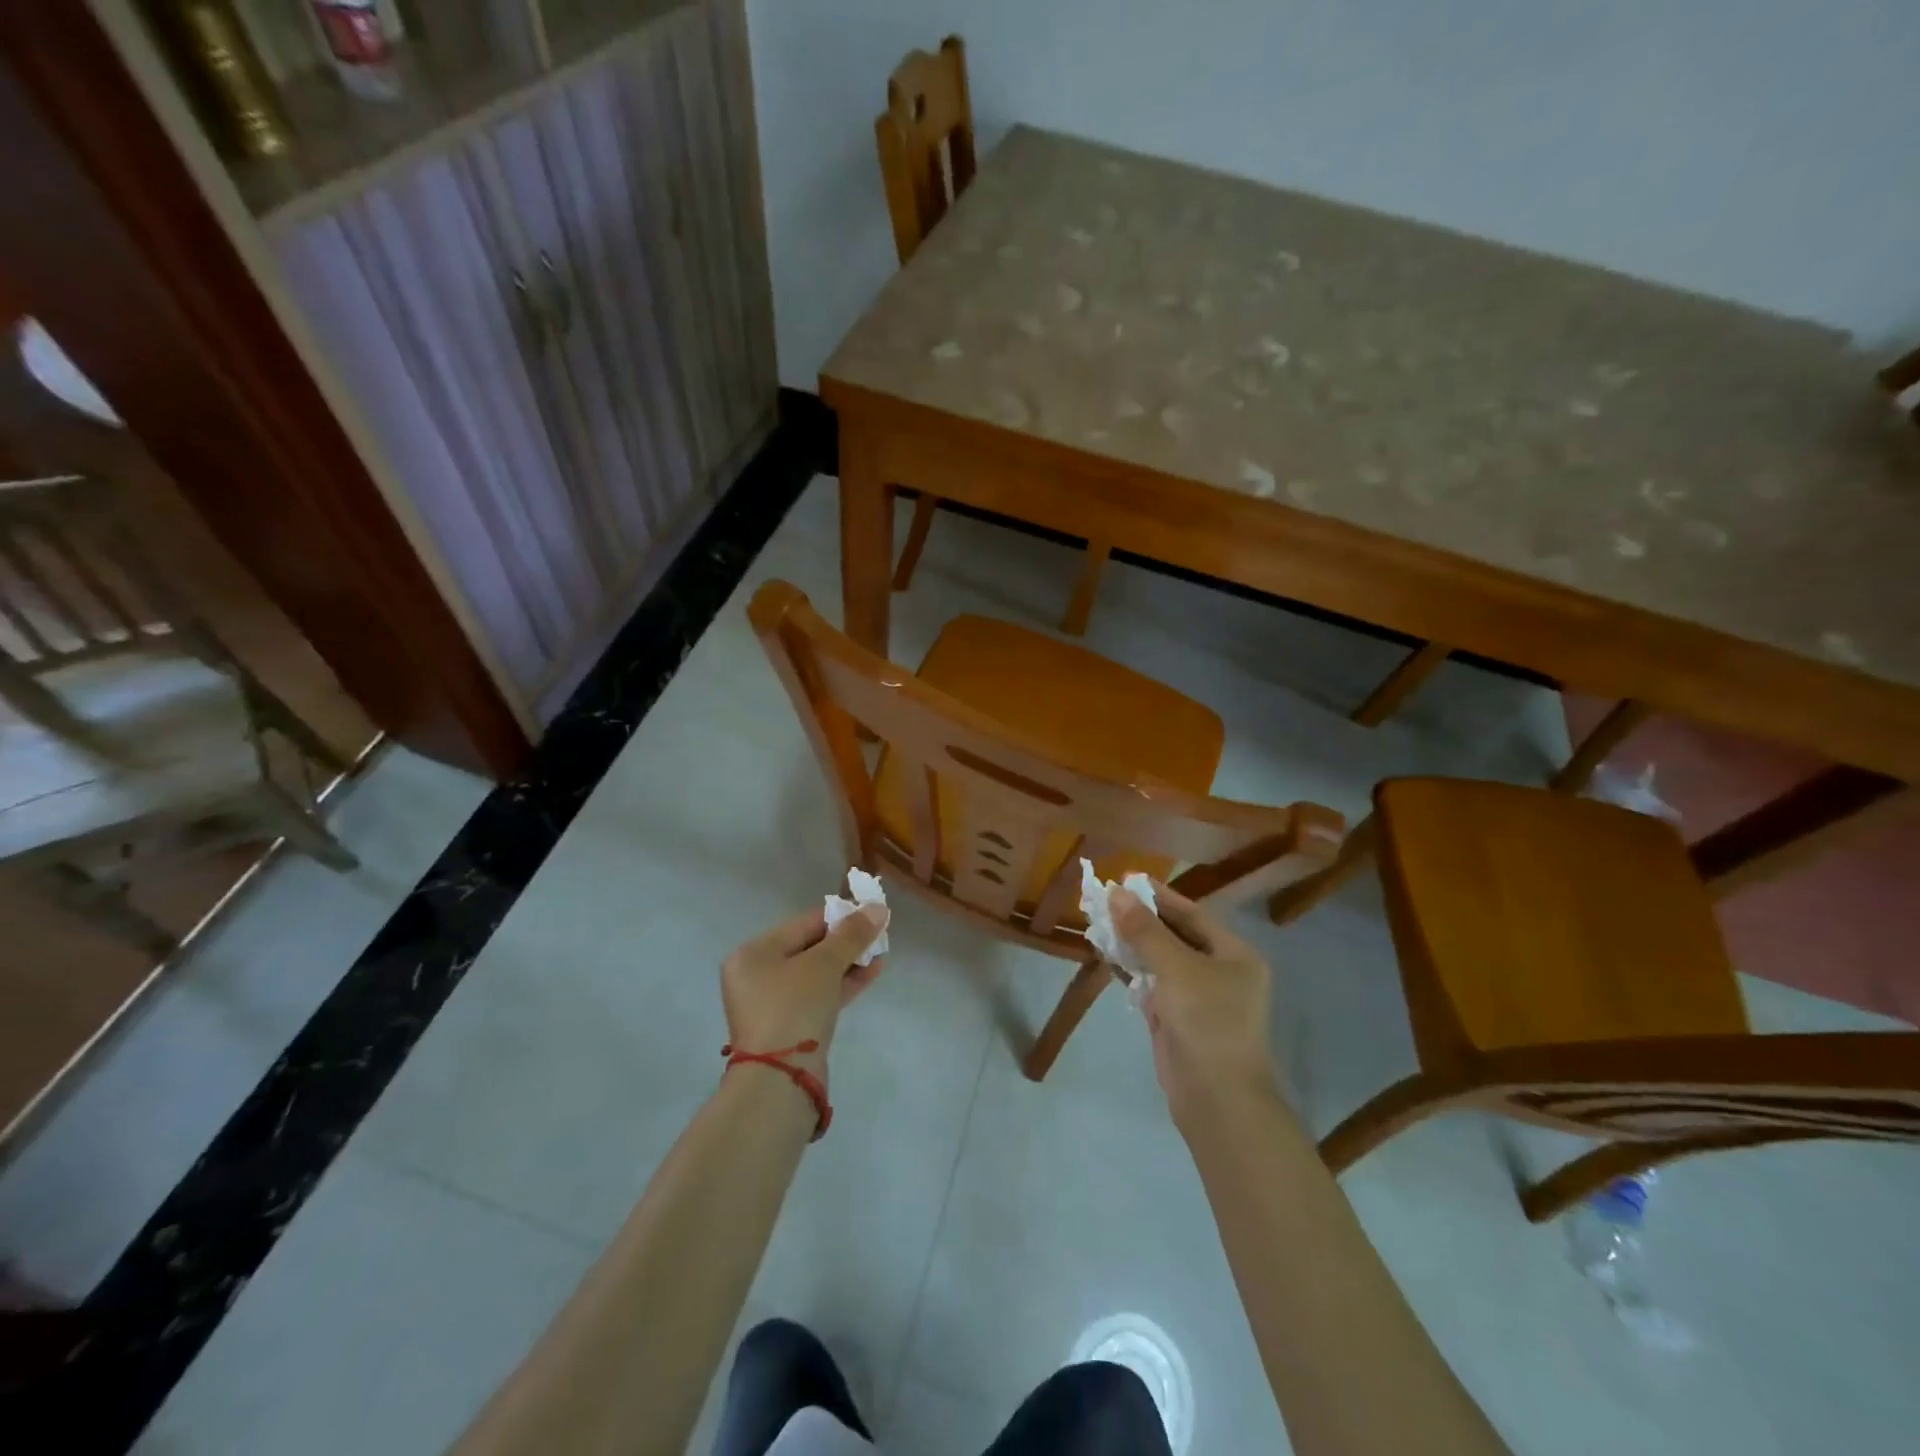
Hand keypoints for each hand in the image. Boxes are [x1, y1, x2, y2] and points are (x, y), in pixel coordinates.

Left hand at [720, 902, 889, 1081]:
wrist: (781, 1080)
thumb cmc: (794, 1007)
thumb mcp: (824, 964)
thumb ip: (852, 934)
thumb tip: (877, 908)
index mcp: (753, 954)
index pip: (803, 923)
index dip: (839, 916)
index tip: (870, 912)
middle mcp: (757, 975)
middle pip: (809, 947)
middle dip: (846, 941)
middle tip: (878, 934)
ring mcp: (773, 1004)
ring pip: (817, 973)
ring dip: (849, 962)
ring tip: (881, 952)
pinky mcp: (790, 1027)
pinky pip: (819, 995)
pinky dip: (843, 983)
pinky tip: (872, 971)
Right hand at [1112, 883, 1279, 1120]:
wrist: (1216, 1099)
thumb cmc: (1207, 1022)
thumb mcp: (1177, 969)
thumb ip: (1144, 931)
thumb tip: (1115, 893)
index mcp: (1234, 954)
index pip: (1192, 914)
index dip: (1158, 896)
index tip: (1125, 878)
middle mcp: (1219, 971)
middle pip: (1175, 935)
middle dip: (1140, 918)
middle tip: (1105, 898)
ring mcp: (1196, 997)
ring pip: (1159, 960)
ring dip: (1131, 942)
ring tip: (1098, 920)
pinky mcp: (1175, 1019)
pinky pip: (1150, 984)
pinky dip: (1130, 970)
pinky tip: (1106, 954)